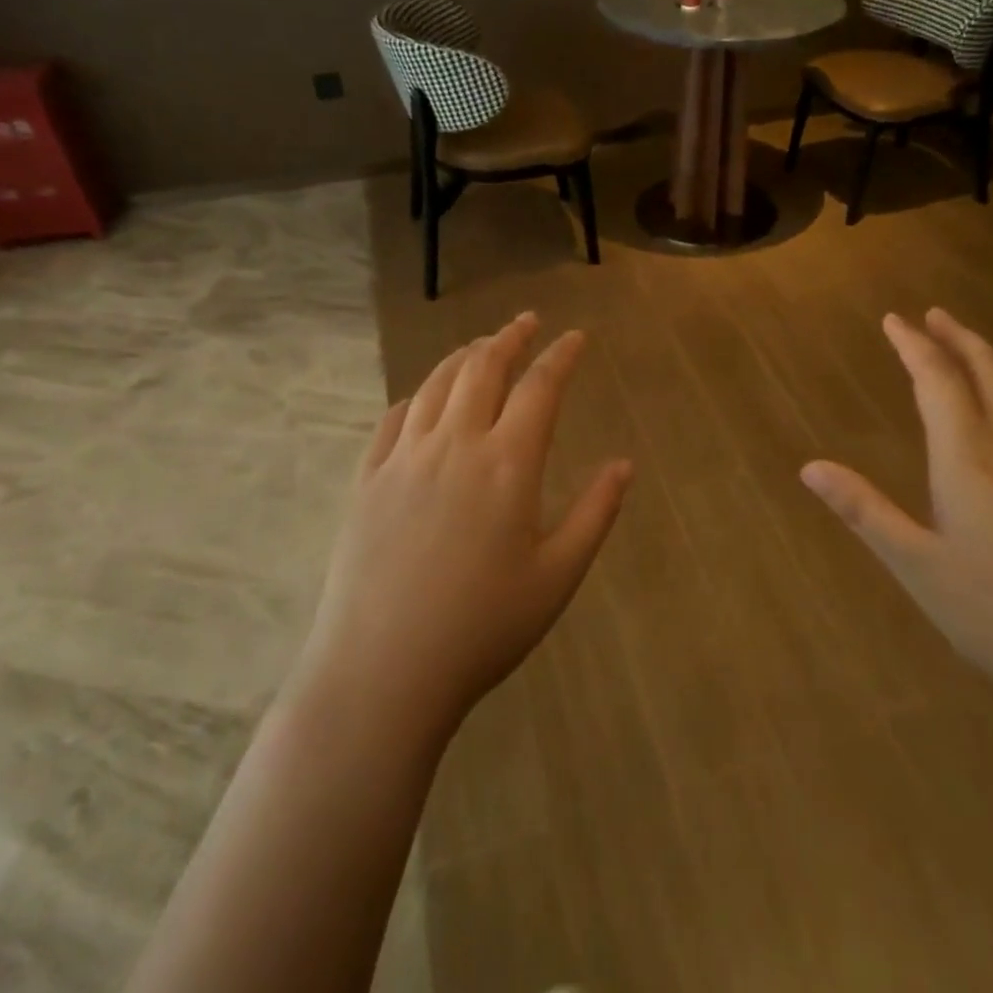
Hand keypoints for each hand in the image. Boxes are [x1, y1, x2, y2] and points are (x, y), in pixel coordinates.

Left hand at [301, 313, 632, 736]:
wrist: (384, 670)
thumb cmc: (483, 627)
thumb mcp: (557, 576)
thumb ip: (595, 513)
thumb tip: (624, 464)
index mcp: (507, 464)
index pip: (539, 387)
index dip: (561, 356)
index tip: (576, 337)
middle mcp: (455, 444)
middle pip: (483, 369)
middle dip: (509, 338)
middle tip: (526, 322)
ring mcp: (404, 458)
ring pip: (436, 384)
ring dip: (464, 356)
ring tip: (482, 346)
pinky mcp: (368, 479)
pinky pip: (394, 418)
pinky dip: (417, 394)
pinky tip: (425, 397)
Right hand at [801, 308, 992, 718]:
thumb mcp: (916, 566)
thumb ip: (864, 511)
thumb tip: (809, 467)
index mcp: (970, 459)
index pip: (938, 381)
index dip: (914, 346)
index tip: (893, 319)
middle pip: (990, 373)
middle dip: (959, 339)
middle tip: (934, 315)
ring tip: (974, 346)